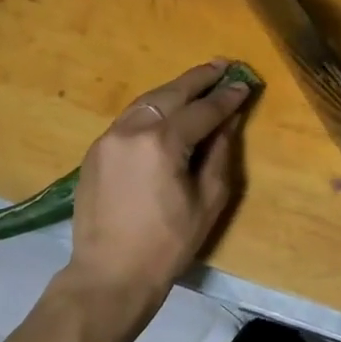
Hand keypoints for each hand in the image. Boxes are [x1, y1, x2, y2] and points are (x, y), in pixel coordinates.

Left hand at [63, 60, 252, 317]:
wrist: (109, 275)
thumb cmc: (167, 244)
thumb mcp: (207, 201)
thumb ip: (219, 154)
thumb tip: (227, 121)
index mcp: (162, 143)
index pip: (202, 110)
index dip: (227, 98)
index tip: (245, 85)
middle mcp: (131, 130)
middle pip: (171, 93)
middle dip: (199, 78)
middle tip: (223, 66)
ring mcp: (108, 138)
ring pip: (146, 101)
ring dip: (174, 90)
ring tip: (198, 82)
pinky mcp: (95, 151)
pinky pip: (129, 119)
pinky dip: (152, 109)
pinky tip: (167, 111)